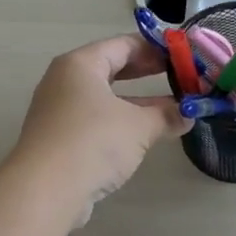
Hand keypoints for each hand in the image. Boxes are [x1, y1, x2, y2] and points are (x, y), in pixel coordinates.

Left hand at [9, 36, 188, 225]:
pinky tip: (142, 135)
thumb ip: (167, 116)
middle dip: (146, 73)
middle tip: (179, 78)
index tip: (184, 56)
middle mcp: (64, 81)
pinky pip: (95, 120)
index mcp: (80, 65)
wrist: (45, 191)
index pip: (123, 44)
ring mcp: (58, 111)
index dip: (156, 49)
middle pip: (111, 68)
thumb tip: (190, 114)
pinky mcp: (58, 139)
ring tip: (170, 108)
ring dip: (136, 102)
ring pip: (104, 97)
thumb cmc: (93, 142)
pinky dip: (120, 122)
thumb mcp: (139, 126)